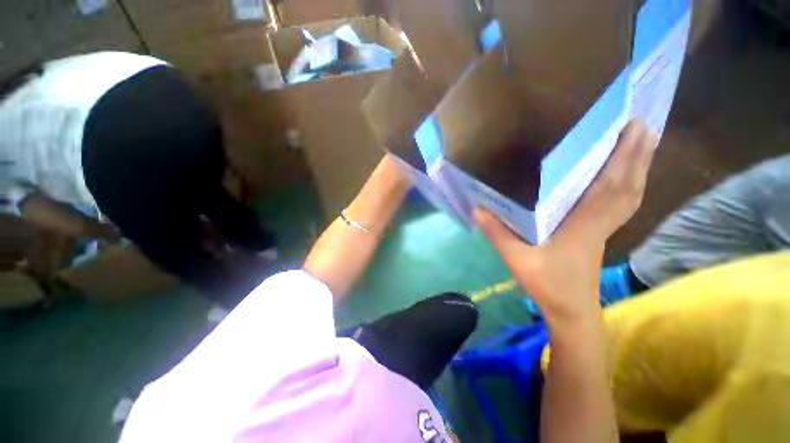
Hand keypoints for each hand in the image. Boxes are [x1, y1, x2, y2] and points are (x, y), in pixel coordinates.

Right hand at [475, 121, 655, 324]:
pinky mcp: (602, 237)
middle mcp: (600, 224)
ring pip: (630, 196)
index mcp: (582, 227)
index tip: (631, 129)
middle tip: (643, 125)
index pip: (608, 188)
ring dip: (639, 169)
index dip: (622, 159)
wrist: (571, 313)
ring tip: (644, 145)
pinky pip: (623, 206)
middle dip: (638, 155)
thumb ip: (497, 233)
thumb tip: (477, 209)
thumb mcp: (516, 259)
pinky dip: (631, 188)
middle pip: (627, 187)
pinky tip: (628, 180)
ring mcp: (604, 231)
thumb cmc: (546, 286)